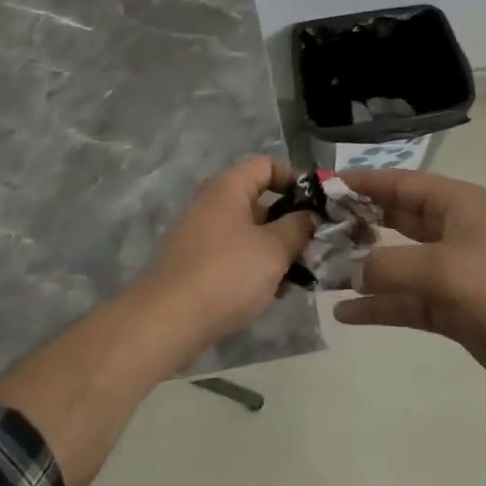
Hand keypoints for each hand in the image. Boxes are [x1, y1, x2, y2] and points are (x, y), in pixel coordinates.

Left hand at [134, 158, 314, 349]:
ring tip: (302, 274)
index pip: (267, 165)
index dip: (295, 179)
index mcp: (228, 188)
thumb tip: (310, 215)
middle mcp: (213, 204)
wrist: (168, 320)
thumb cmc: (227, 274)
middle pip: (260, 200)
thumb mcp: (273, 249)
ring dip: (277, 249)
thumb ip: (298, 227)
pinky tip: (276, 292)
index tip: (318, 206)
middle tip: (316, 245)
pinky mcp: (199, 264)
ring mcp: (203, 234)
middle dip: (291, 222)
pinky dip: (257, 267)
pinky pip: (236, 255)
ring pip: (251, 232)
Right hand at [334, 169, 485, 401]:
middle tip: (316, 229)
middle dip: (359, 223)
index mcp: (458, 205)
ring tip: (323, 272)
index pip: (403, 183)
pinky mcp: (451, 307)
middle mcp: (453, 231)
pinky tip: (346, 313)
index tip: (326, 186)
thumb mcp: (441, 270)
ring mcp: (452, 271)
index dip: (365, 183)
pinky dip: (379, 305)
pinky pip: (406, 300)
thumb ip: (389, 266)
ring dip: (364, 268)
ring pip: (397, 262)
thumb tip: (352, 272)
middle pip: (397, 219)